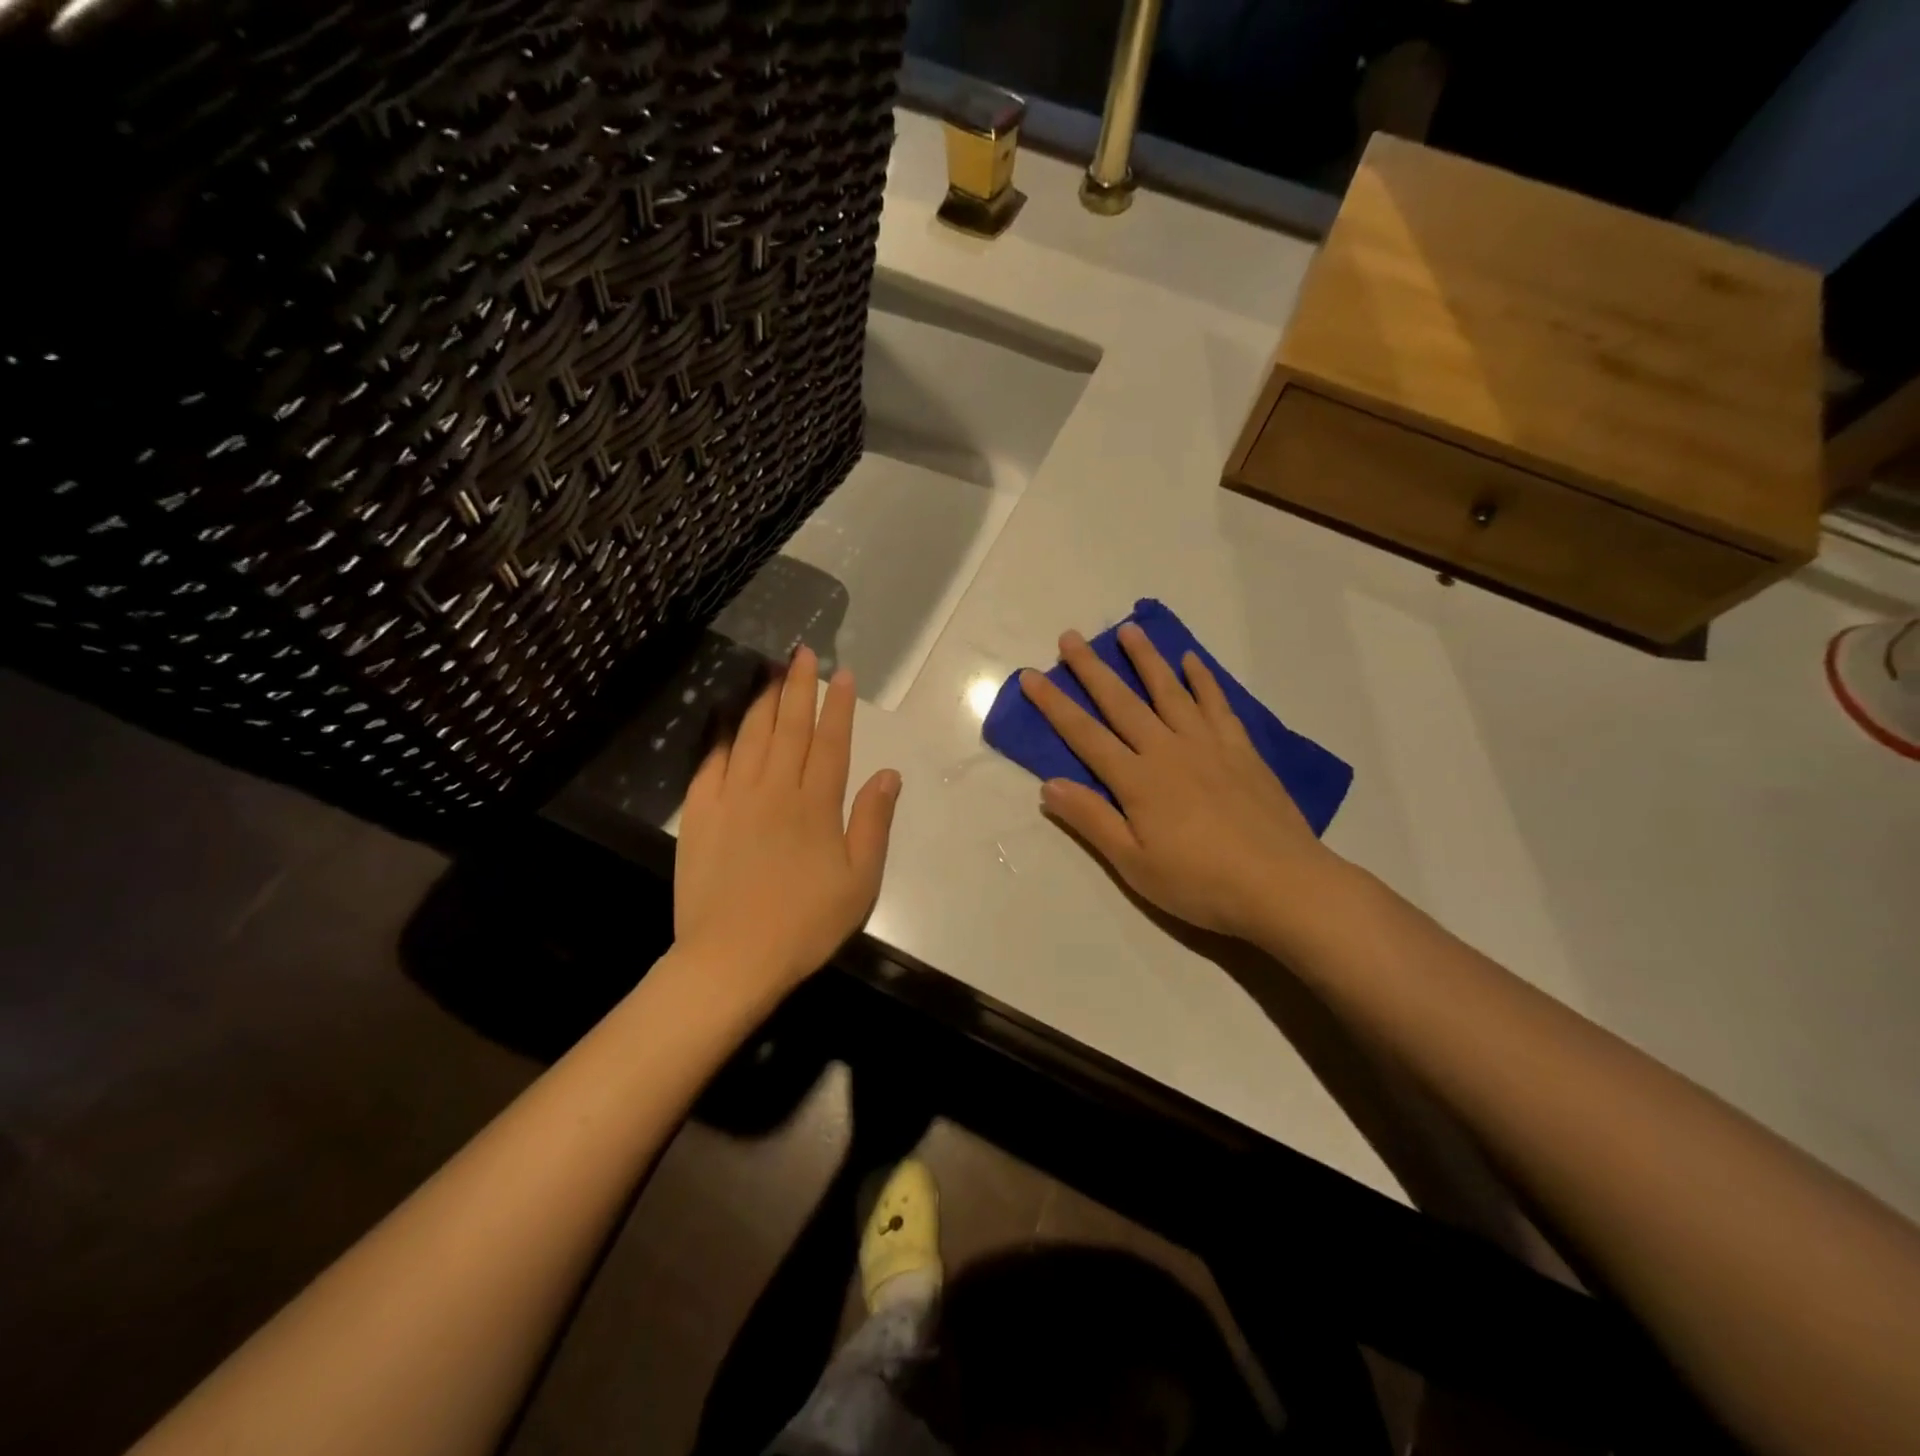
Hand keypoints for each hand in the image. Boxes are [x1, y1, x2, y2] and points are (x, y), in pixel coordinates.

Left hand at [674, 647, 900, 1002]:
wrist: (731, 958)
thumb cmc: (805, 923)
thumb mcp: (859, 880)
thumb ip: (873, 822)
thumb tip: (888, 773)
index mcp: (816, 804)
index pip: (831, 741)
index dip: (838, 705)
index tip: (842, 675)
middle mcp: (775, 789)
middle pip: (790, 727)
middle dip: (799, 687)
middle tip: (803, 654)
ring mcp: (733, 798)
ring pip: (751, 736)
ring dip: (763, 701)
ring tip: (771, 672)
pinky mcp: (699, 814)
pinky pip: (712, 763)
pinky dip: (722, 737)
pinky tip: (727, 719)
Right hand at [1019, 625, 1340, 942]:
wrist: (1282, 885)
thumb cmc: (1200, 883)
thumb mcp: (1134, 864)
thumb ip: (1092, 820)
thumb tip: (1048, 785)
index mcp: (1137, 780)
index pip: (1085, 735)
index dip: (1054, 705)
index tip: (1030, 676)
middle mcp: (1167, 751)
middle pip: (1122, 703)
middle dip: (1092, 669)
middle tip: (1071, 636)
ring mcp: (1207, 745)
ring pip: (1169, 692)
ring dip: (1146, 659)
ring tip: (1128, 630)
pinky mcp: (1241, 750)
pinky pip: (1217, 705)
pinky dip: (1202, 680)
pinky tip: (1192, 661)